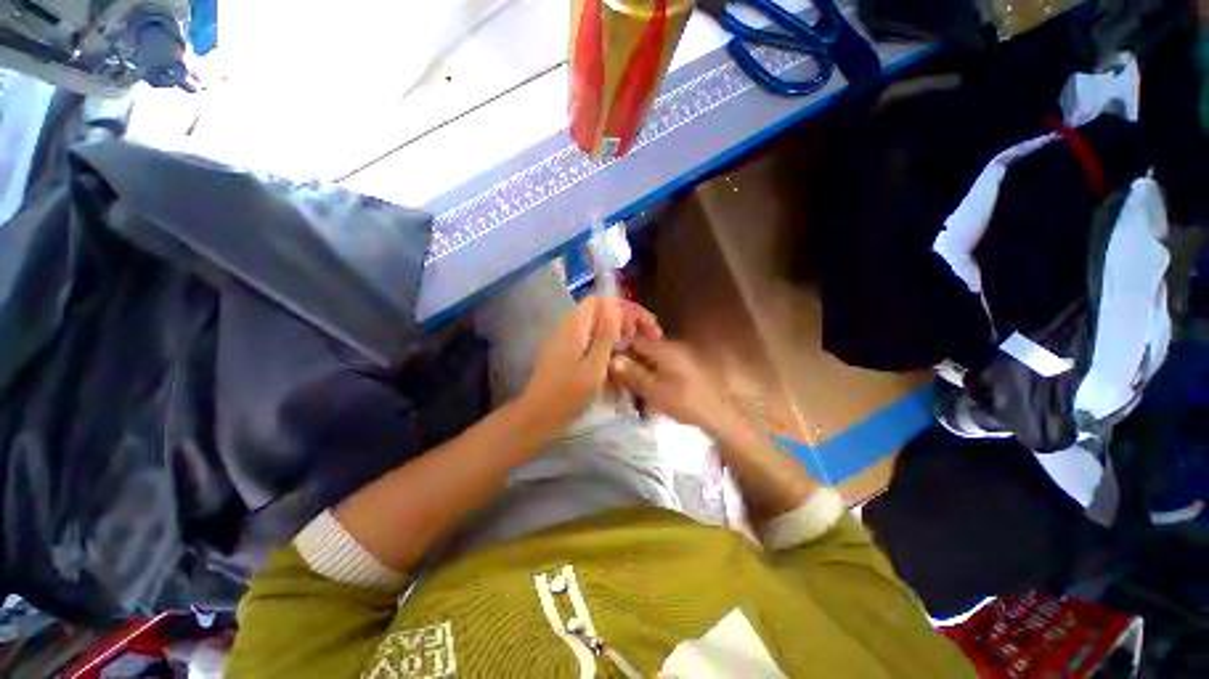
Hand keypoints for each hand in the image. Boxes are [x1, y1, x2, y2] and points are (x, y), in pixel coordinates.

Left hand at [520, 297, 661, 429]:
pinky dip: (607, 340)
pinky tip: (618, 354)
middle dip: (625, 317)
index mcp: (574, 326)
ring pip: (597, 323)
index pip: (601, 300)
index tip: (641, 326)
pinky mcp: (566, 350)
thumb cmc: (568, 394)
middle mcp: (568, 326)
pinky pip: (591, 336)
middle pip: (600, 310)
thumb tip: (615, 306)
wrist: (538, 415)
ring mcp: (566, 338)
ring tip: (635, 343)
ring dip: (618, 329)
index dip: (624, 308)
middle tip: (645, 335)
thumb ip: (605, 335)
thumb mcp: (594, 367)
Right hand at [608, 336, 741, 434]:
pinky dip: (654, 375)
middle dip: (630, 363)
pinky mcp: (688, 366)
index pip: (633, 340)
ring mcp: (682, 355)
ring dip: (641, 371)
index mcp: (664, 348)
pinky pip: (663, 365)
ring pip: (652, 358)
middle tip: (620, 382)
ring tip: (635, 390)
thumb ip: (632, 374)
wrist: (722, 417)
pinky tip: (652, 391)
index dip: (618, 351)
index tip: (608, 367)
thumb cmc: (686, 403)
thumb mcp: (655, 391)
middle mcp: (673, 346)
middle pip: (643, 349)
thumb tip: (611, 360)